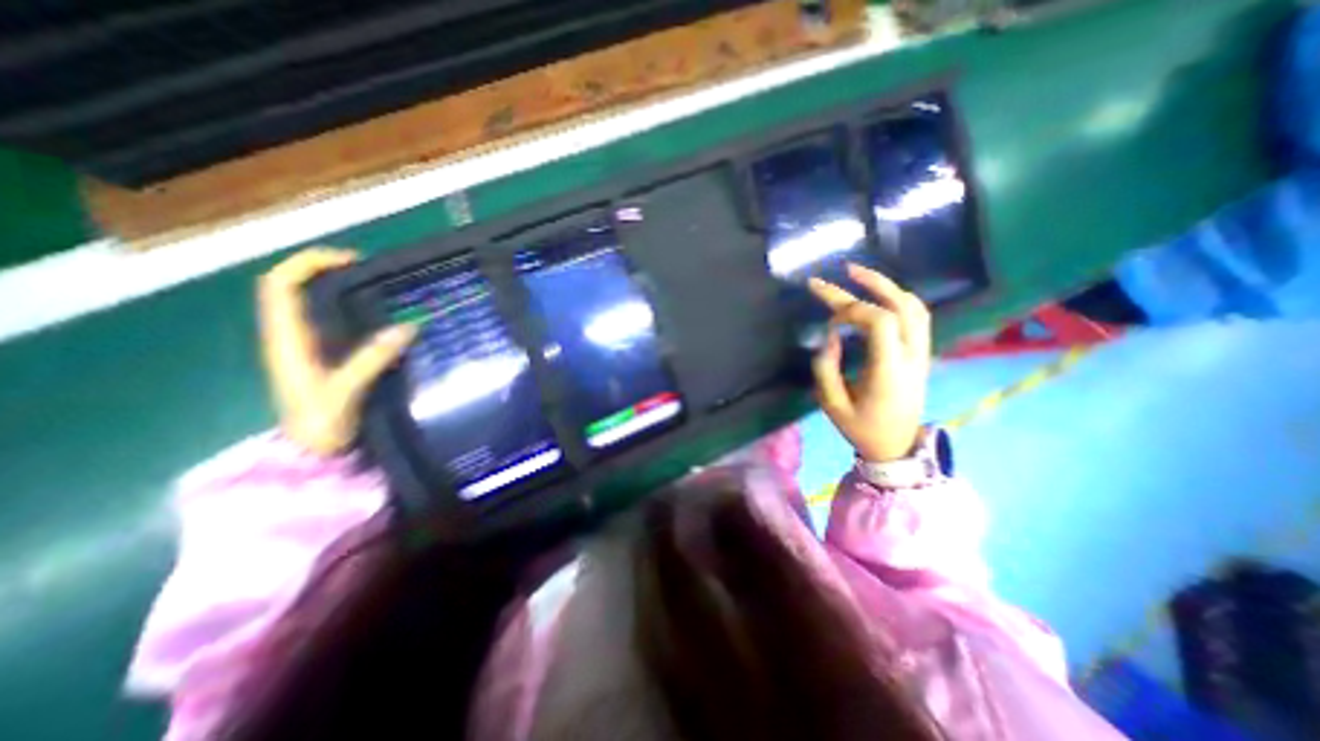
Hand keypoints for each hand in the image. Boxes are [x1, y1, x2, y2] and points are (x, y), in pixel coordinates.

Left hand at [257, 249, 416, 456]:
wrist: (313, 456)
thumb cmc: (321, 425)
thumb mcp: (345, 391)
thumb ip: (373, 359)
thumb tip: (408, 326)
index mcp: (287, 340)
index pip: (281, 286)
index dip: (308, 264)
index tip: (352, 261)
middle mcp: (292, 337)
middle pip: (297, 289)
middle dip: (330, 271)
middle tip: (375, 273)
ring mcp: (307, 348)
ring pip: (316, 306)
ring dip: (344, 290)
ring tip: (384, 290)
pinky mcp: (325, 359)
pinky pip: (335, 324)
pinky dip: (356, 313)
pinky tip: (385, 320)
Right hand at [810, 266, 931, 461]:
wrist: (897, 446)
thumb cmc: (862, 428)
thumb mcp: (833, 405)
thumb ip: (826, 368)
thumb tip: (830, 337)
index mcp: (890, 370)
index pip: (880, 322)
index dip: (851, 311)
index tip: (829, 322)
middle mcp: (911, 356)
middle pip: (900, 306)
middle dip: (869, 284)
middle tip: (840, 271)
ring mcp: (921, 353)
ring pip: (914, 307)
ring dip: (886, 286)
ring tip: (858, 274)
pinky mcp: (921, 353)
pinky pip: (916, 316)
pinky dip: (896, 298)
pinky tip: (877, 294)